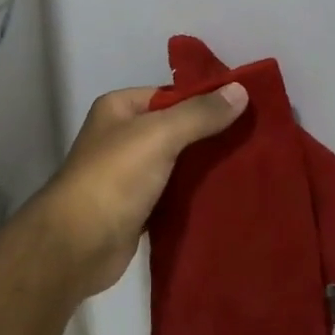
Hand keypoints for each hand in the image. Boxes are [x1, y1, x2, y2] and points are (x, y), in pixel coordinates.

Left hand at [28, 82, 248, 298]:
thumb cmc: (115, 177)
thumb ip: (200, 113)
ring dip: (206, 167)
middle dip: (211, 136)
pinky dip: (195, 195)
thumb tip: (241, 90)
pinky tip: (227, 195)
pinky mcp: (138, 208)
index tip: (247, 108)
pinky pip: (174, 194)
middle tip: (255, 140)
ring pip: (177, 163)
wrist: (79, 244)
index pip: (171, 95)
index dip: (207, 100)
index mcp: (120, 108)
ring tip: (249, 166)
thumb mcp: (160, 135)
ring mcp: (129, 174)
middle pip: (177, 129)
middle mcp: (122, 137)